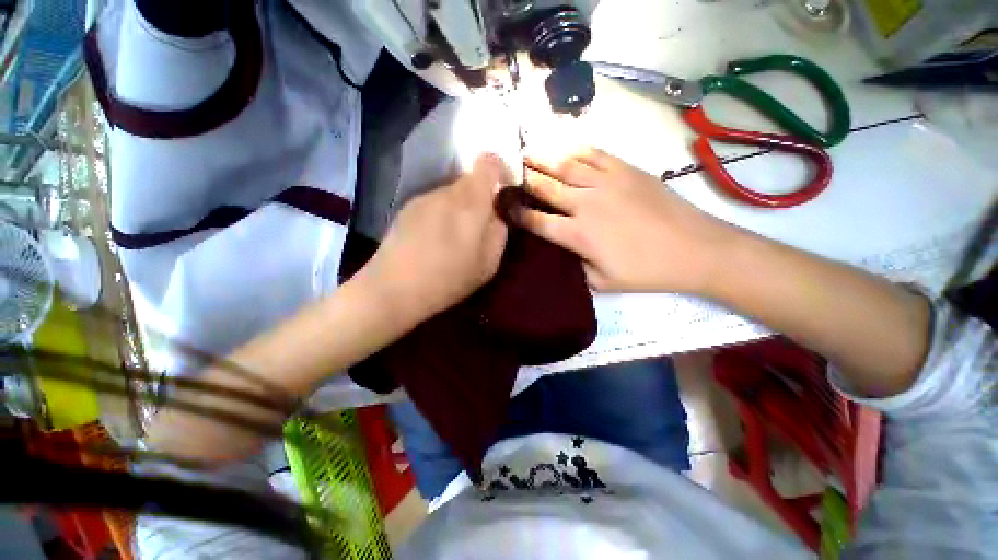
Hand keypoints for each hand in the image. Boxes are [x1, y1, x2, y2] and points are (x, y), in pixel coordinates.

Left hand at [361, 154, 509, 322]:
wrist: (395, 287)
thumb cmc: (449, 278)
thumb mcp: (489, 263)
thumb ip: (499, 232)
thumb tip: (496, 214)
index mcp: (472, 202)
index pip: (488, 163)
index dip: (499, 170)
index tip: (502, 191)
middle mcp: (447, 191)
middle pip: (469, 180)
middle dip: (479, 198)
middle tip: (477, 227)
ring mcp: (424, 198)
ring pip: (451, 193)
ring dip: (459, 208)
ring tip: (452, 238)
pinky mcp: (406, 208)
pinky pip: (433, 203)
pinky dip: (440, 215)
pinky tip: (432, 240)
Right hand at [514, 148, 735, 292]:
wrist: (695, 248)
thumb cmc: (646, 271)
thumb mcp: (603, 283)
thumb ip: (575, 267)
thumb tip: (561, 252)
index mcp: (578, 235)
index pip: (537, 221)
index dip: (518, 214)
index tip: (504, 206)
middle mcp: (585, 204)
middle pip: (546, 187)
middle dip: (524, 179)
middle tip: (509, 171)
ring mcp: (606, 183)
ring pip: (566, 165)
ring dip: (543, 158)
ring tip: (527, 152)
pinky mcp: (626, 170)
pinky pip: (595, 154)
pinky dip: (576, 149)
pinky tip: (566, 147)